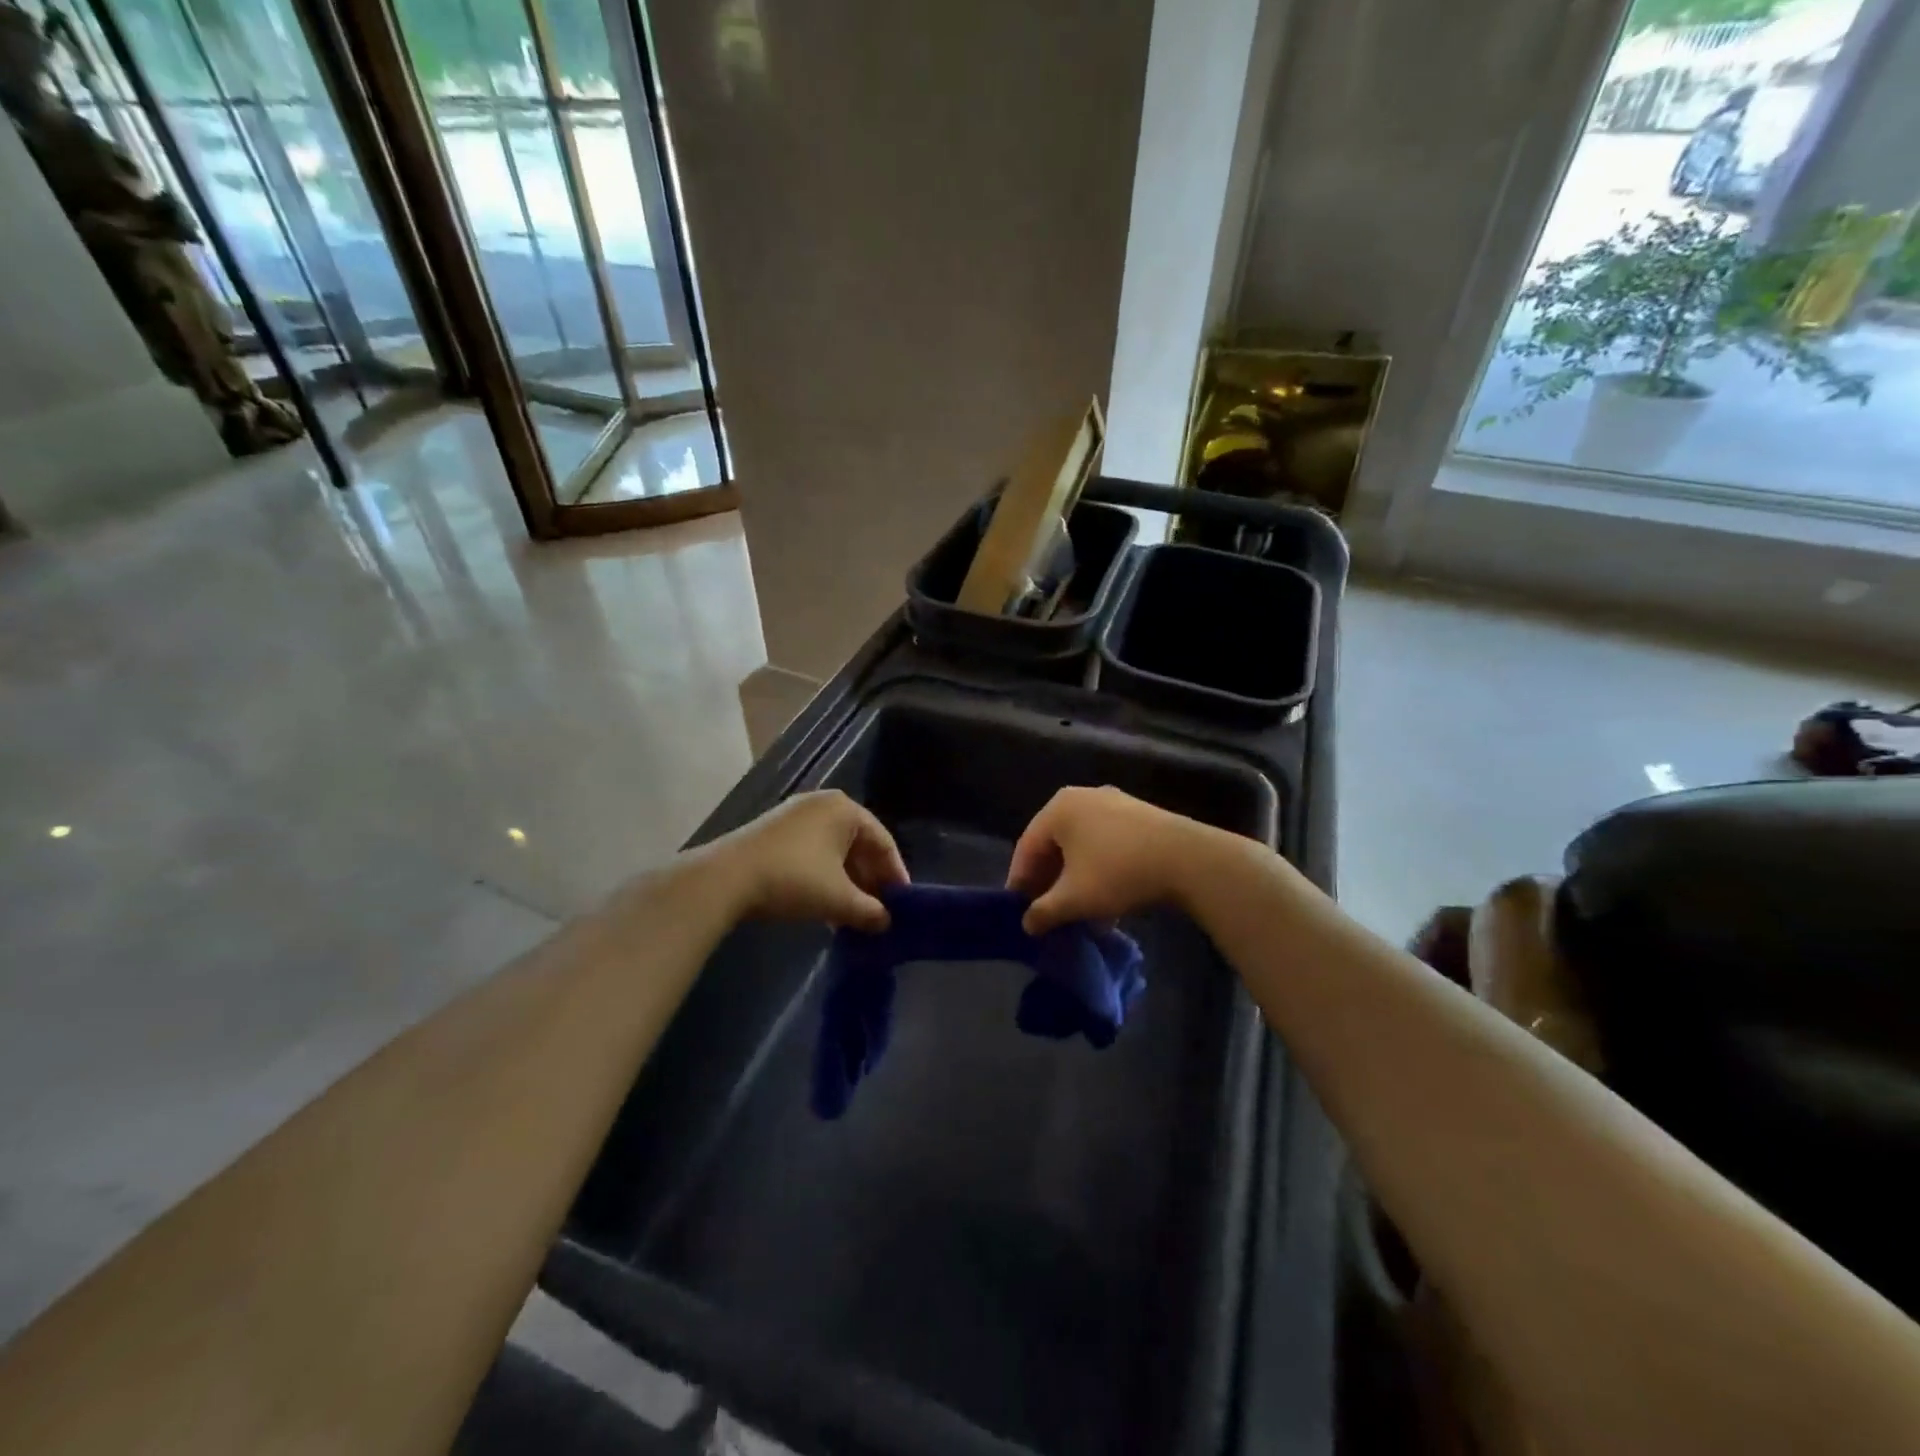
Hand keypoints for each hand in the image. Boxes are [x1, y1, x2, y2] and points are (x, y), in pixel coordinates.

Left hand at [708, 790, 908, 931]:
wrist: (725, 879)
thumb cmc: (794, 880)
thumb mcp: (839, 900)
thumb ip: (869, 911)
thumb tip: (886, 922)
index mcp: (845, 809)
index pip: (884, 842)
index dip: (895, 875)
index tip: (902, 903)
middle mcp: (823, 804)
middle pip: (858, 844)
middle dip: (869, 880)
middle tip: (878, 911)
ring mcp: (794, 815)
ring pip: (834, 850)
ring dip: (846, 882)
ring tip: (852, 914)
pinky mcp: (773, 831)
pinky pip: (812, 852)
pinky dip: (823, 876)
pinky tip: (823, 905)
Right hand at [1006, 786, 1228, 934]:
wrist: (1188, 859)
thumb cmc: (1118, 873)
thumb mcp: (1074, 899)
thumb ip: (1044, 912)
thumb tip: (1027, 924)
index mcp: (1058, 808)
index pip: (1027, 847)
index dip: (1019, 881)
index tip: (1018, 910)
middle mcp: (1082, 797)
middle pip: (1054, 844)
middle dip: (1049, 881)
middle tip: (1045, 911)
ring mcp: (1113, 803)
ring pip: (1081, 846)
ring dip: (1075, 880)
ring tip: (1077, 912)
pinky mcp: (1139, 816)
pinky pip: (1106, 844)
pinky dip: (1098, 870)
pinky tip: (1107, 902)